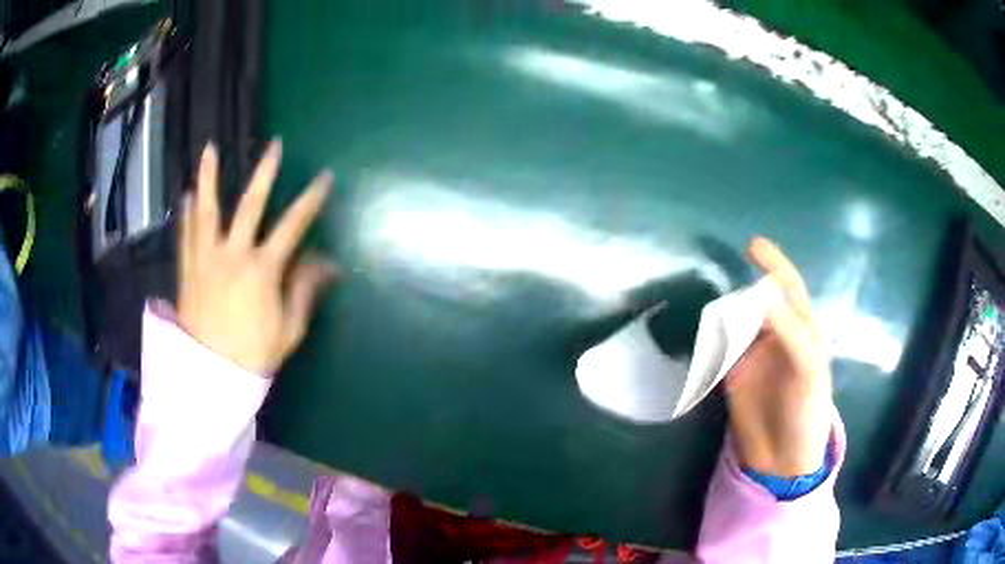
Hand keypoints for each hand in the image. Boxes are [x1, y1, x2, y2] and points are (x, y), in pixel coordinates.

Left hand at [178, 141, 336, 374]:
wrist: (210, 375)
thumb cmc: (253, 355)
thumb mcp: (289, 329)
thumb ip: (305, 290)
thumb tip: (328, 262)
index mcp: (263, 270)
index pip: (293, 226)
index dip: (311, 200)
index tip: (325, 178)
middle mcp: (233, 254)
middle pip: (251, 205)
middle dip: (266, 173)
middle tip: (275, 145)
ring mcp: (206, 259)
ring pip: (207, 211)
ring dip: (209, 178)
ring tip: (210, 149)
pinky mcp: (188, 269)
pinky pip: (186, 234)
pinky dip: (187, 213)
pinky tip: (187, 194)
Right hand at [725, 237, 833, 476]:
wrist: (782, 460)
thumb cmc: (807, 412)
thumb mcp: (807, 370)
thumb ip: (789, 331)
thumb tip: (763, 292)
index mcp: (802, 331)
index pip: (789, 289)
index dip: (774, 264)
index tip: (753, 245)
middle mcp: (777, 337)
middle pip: (758, 302)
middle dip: (743, 292)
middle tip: (726, 298)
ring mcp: (754, 356)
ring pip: (737, 323)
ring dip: (724, 316)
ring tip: (714, 320)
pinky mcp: (733, 375)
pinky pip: (720, 350)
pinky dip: (711, 343)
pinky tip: (705, 343)